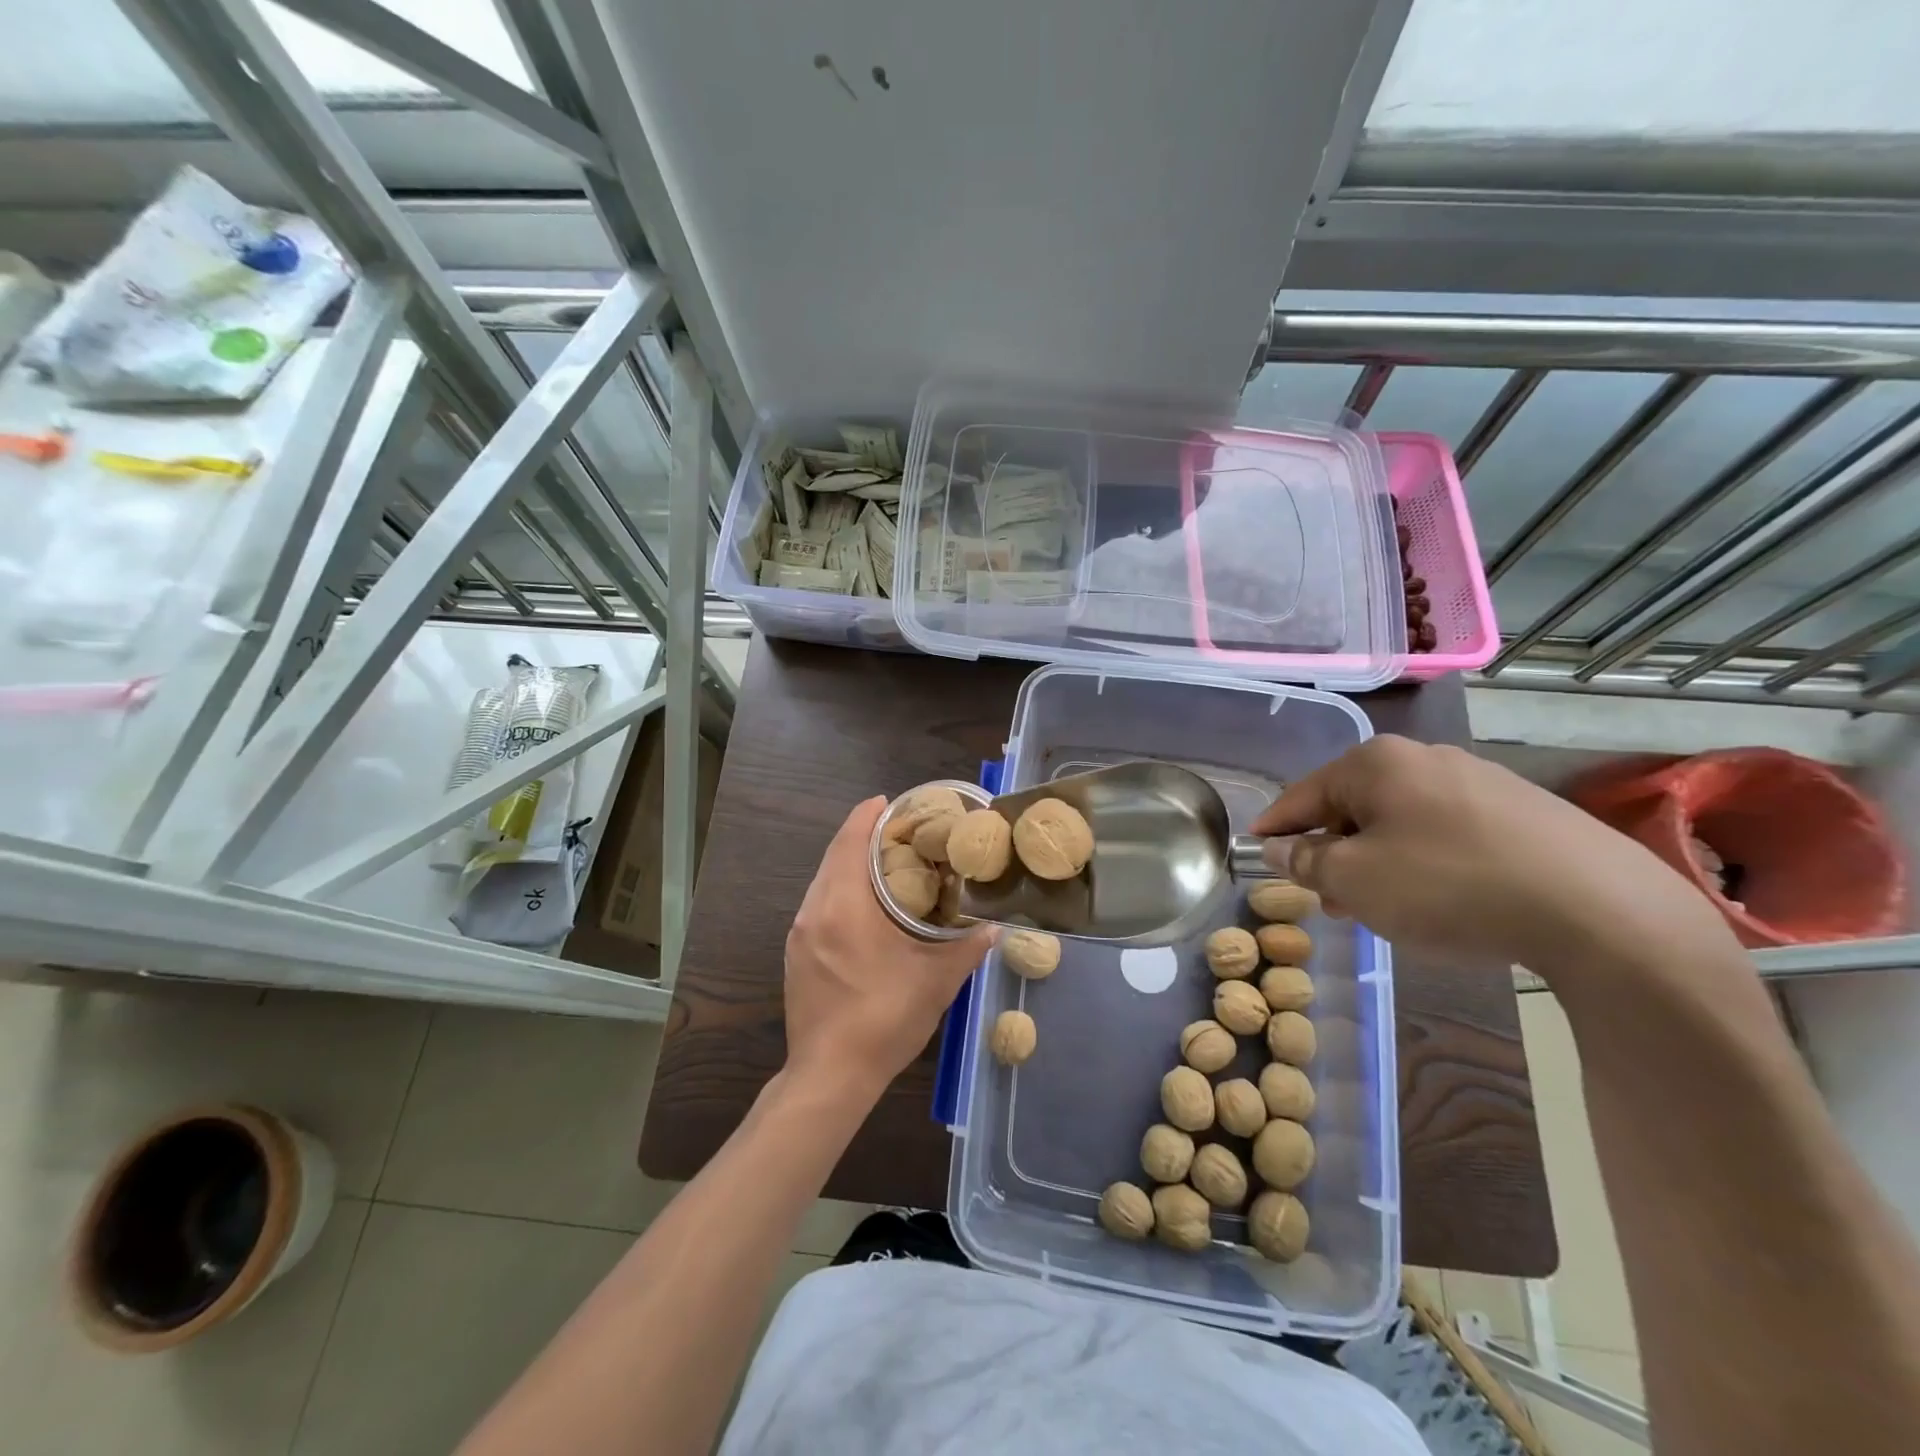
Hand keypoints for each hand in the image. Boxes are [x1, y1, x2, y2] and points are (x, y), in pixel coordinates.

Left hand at [784, 797, 996, 1103]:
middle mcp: (814, 911)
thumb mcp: (936, 983)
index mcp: (844, 906)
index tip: (889, 801)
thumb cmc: (884, 1021)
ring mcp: (799, 933)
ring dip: (849, 864)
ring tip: (885, 863)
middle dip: (861, 836)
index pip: (850, 842)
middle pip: (834, 857)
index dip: (867, 816)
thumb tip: (994, 927)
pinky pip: (818, 905)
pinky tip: (864, 906)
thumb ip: (967, 948)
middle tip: (897, 830)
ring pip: (824, 881)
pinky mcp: (796, 954)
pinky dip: (840, 890)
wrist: (829, 1077)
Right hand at [1251, 735, 1737, 978]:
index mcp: (1375, 762)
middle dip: (1333, 851)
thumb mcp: (1353, 880)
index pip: (1301, 795)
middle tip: (1328, 899)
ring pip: (1400, 820)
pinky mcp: (1524, 809)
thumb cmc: (1448, 886)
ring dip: (1378, 859)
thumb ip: (1305, 861)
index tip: (1257, 853)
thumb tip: (1280, 849)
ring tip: (1384, 908)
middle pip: (1353, 805)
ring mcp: (1479, 779)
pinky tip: (1442, 898)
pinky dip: (1425, 860)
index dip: (1275, 828)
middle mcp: (1424, 757)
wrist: (1600, 911)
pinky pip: (1447, 830)